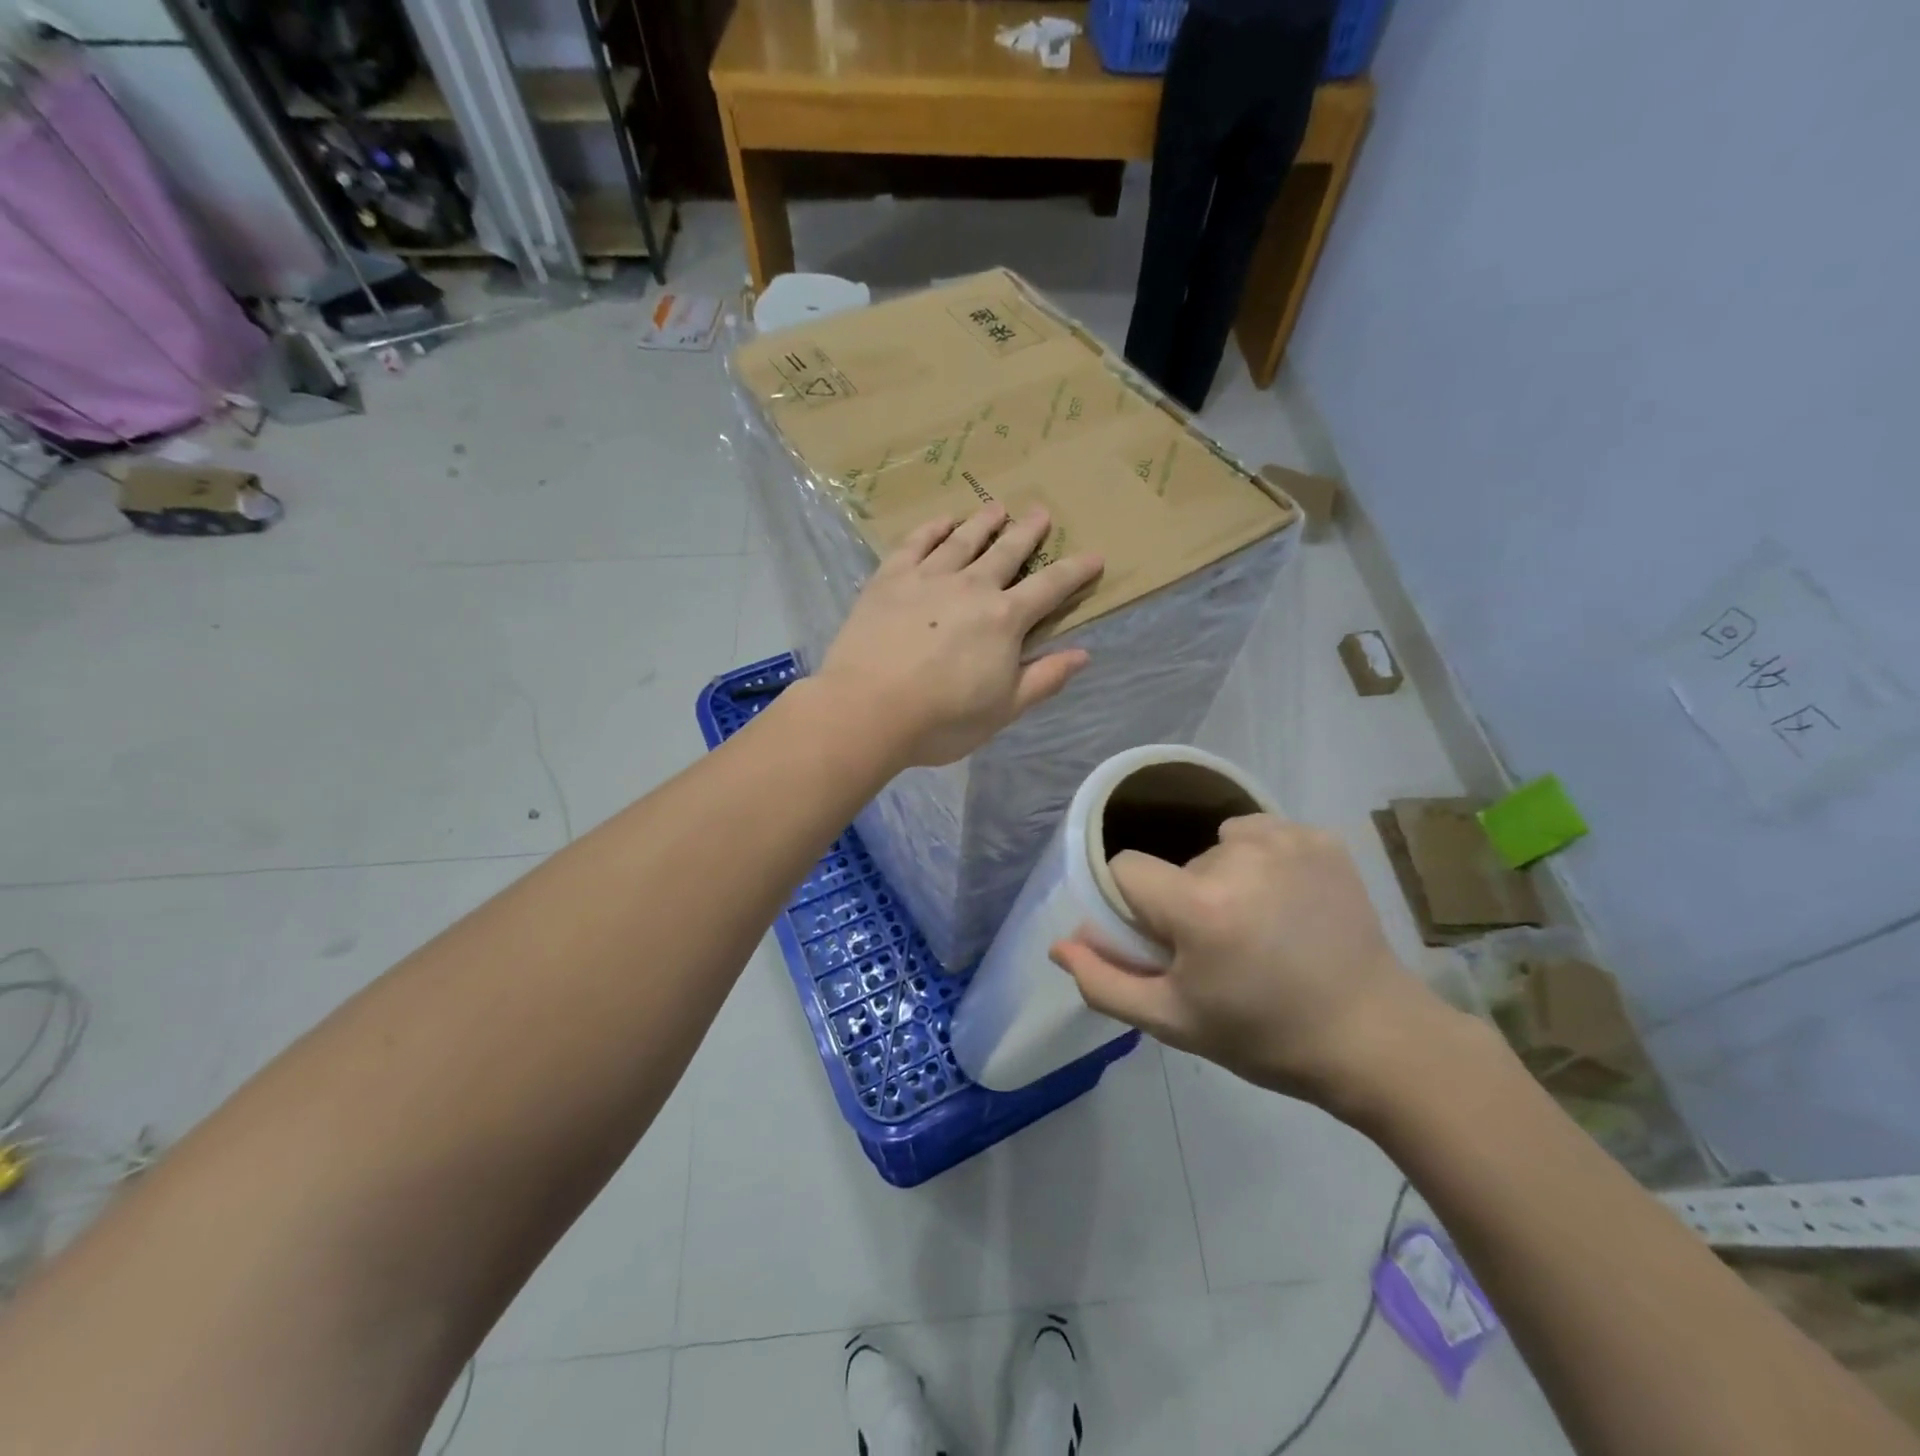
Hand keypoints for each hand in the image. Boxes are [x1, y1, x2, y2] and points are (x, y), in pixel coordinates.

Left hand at [817, 505, 1104, 768]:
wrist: (867, 709)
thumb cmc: (941, 719)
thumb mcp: (1004, 710)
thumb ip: (1044, 679)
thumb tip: (1083, 654)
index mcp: (1004, 619)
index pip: (1050, 587)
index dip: (1075, 571)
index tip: (1094, 556)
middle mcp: (971, 587)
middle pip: (1007, 551)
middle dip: (1028, 532)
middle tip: (1041, 512)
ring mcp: (928, 577)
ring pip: (963, 540)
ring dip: (983, 522)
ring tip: (996, 507)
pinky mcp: (889, 578)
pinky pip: (916, 543)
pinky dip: (932, 529)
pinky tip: (942, 521)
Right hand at [1051, 816, 1449, 1105]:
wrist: (1373, 1037)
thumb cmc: (1263, 1035)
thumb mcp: (1173, 1021)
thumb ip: (1105, 981)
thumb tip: (1059, 944)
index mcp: (1199, 905)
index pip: (1125, 869)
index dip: (1134, 906)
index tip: (1164, 939)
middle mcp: (1239, 856)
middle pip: (1176, 863)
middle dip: (1184, 899)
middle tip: (1221, 949)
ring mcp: (1286, 840)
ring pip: (1217, 846)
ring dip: (1223, 878)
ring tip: (1258, 924)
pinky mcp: (1320, 837)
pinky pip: (1260, 834)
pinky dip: (1262, 861)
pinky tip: (1288, 901)